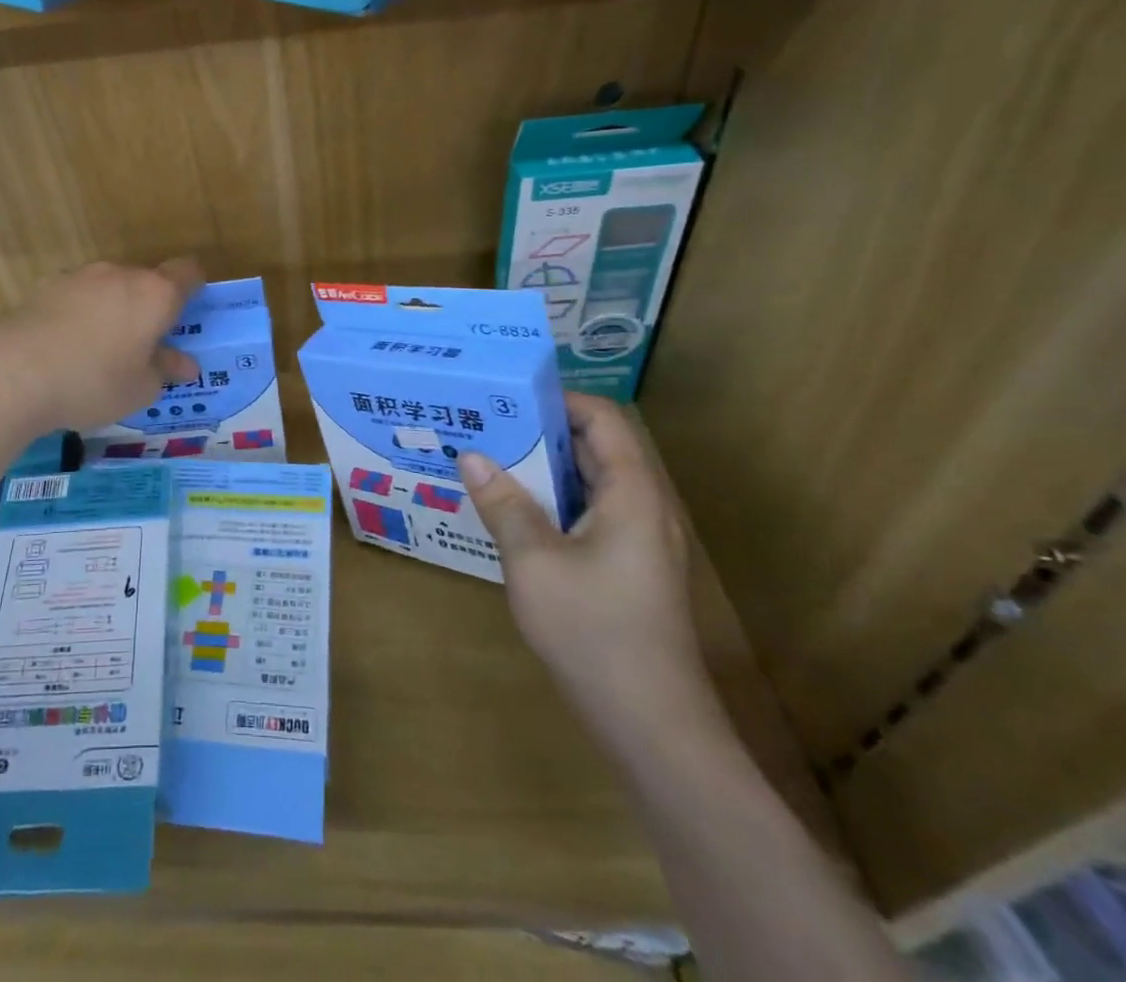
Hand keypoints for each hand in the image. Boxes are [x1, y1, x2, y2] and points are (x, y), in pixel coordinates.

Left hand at [0, 259, 203, 433]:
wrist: (14, 374)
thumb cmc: (93, 382)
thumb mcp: (140, 388)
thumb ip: (165, 370)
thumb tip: (184, 364)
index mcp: (155, 294)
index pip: (188, 272)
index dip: (193, 288)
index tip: (188, 314)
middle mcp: (120, 274)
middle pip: (145, 281)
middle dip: (148, 308)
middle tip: (143, 347)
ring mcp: (79, 277)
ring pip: (109, 287)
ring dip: (113, 310)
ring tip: (100, 351)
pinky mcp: (44, 286)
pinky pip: (77, 296)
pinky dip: (80, 314)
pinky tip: (66, 346)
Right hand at [458, 393, 710, 726]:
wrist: (653, 728)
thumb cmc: (594, 632)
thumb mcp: (533, 562)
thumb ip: (503, 504)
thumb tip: (472, 456)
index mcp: (632, 494)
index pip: (603, 419)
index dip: (558, 400)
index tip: (506, 397)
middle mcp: (644, 509)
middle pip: (595, 449)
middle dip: (539, 433)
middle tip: (484, 427)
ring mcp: (640, 544)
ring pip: (589, 486)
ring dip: (542, 472)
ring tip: (488, 464)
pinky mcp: (630, 572)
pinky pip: (589, 518)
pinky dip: (552, 506)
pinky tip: (511, 517)